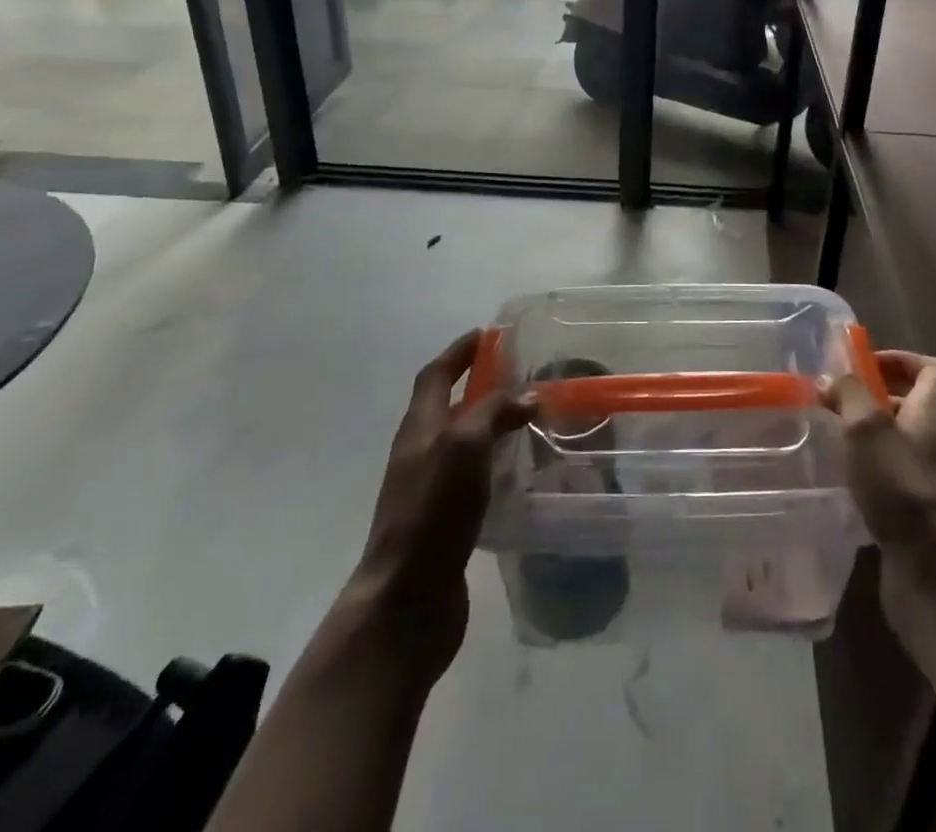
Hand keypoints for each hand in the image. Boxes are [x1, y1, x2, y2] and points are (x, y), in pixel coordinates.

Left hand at [347, 331, 533, 686]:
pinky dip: (494, 464)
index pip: (435, 375)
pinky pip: (472, 478)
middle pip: (446, 406)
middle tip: (518, 374)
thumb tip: (527, 395)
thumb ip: (494, 412)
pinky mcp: (445, 522)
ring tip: (528, 419)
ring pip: (461, 443)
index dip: (459, 352)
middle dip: (477, 385)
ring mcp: (429, 490)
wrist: (406, 601)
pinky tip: (520, 472)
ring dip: (489, 425)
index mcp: (418, 429)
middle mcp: (420, 454)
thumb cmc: (432, 512)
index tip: (487, 334)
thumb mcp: (464, 446)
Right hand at [823, 351, 935, 641]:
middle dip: (875, 400)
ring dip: (866, 439)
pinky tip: (838, 482)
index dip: (905, 360)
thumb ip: (849, 395)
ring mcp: (926, 484)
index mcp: (932, 415)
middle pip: (914, 407)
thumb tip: (831, 377)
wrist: (935, 575)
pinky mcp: (913, 517)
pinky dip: (865, 476)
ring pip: (897, 446)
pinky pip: (889, 481)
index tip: (867, 365)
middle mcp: (934, 445)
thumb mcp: (868, 427)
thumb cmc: (903, 487)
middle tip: (835, 402)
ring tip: (829, 438)